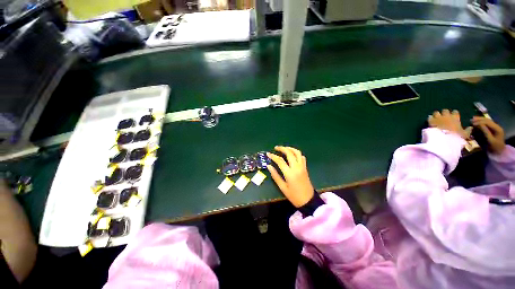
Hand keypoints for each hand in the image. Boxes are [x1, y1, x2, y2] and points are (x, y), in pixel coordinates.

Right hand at [267, 146, 314, 207]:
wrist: (308, 200)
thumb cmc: (294, 196)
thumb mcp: (282, 187)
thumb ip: (275, 176)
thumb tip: (269, 166)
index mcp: (290, 173)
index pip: (280, 161)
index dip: (273, 156)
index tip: (268, 154)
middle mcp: (297, 167)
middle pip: (290, 153)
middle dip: (282, 148)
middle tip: (276, 148)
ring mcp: (302, 167)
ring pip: (297, 153)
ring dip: (290, 148)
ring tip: (284, 148)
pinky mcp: (305, 168)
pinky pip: (302, 157)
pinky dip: (297, 153)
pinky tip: (292, 155)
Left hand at [427, 109, 471, 138]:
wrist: (444, 138)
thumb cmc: (456, 136)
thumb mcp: (464, 134)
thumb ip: (468, 130)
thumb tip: (471, 128)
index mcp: (455, 117)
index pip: (455, 112)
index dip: (454, 114)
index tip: (453, 116)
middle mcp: (447, 115)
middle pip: (445, 110)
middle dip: (444, 113)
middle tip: (443, 117)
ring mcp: (438, 117)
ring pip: (436, 112)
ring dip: (436, 115)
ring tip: (436, 118)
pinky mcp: (431, 121)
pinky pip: (429, 117)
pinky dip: (430, 118)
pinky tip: (430, 120)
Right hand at [471, 116, 505, 154]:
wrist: (499, 151)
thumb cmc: (494, 147)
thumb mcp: (490, 140)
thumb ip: (485, 132)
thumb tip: (478, 124)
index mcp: (497, 129)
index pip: (488, 122)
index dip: (480, 121)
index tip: (472, 123)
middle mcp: (497, 126)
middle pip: (488, 120)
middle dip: (479, 119)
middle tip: (471, 119)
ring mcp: (496, 127)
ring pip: (487, 121)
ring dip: (480, 120)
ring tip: (473, 119)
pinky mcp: (493, 129)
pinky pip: (487, 124)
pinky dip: (482, 122)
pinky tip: (477, 122)